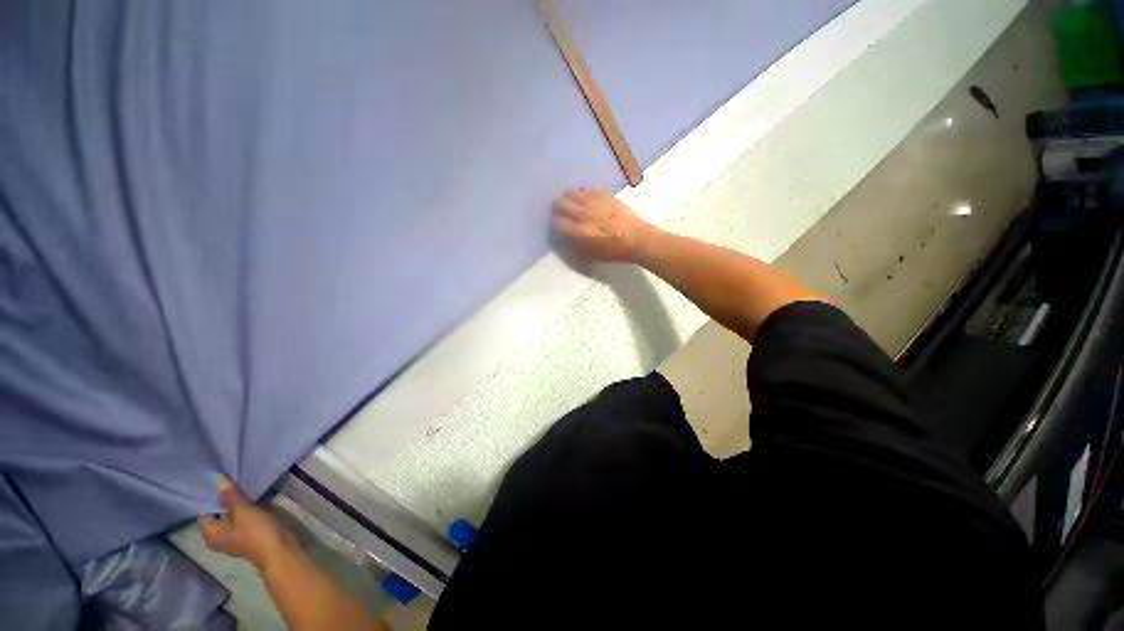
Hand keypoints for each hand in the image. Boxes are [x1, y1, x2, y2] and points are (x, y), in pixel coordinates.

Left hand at [198, 476, 296, 570]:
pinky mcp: (248, 531)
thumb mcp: (243, 511)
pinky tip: (252, 496)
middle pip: (218, 511)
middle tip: (230, 478)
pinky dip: (245, 506)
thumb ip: (230, 495)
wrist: (279, 548)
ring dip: (237, 501)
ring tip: (241, 484)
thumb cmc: (256, 532)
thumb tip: (217, 479)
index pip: (204, 511)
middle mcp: (218, 535)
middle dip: (225, 497)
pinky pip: (242, 515)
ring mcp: (234, 534)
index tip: (216, 480)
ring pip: (231, 513)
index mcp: (211, 534)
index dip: (210, 496)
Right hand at [552, 188, 654, 262]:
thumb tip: (565, 236)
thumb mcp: (591, 255)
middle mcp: (583, 214)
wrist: (637, 239)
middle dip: (558, 208)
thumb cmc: (614, 251)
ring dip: (568, 198)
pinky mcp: (604, 194)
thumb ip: (575, 245)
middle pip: (560, 203)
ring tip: (571, 203)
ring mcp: (593, 202)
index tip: (557, 225)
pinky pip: (586, 189)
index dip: (555, 223)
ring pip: (572, 193)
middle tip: (560, 211)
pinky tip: (585, 198)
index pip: (557, 223)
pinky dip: (582, 193)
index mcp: (580, 232)